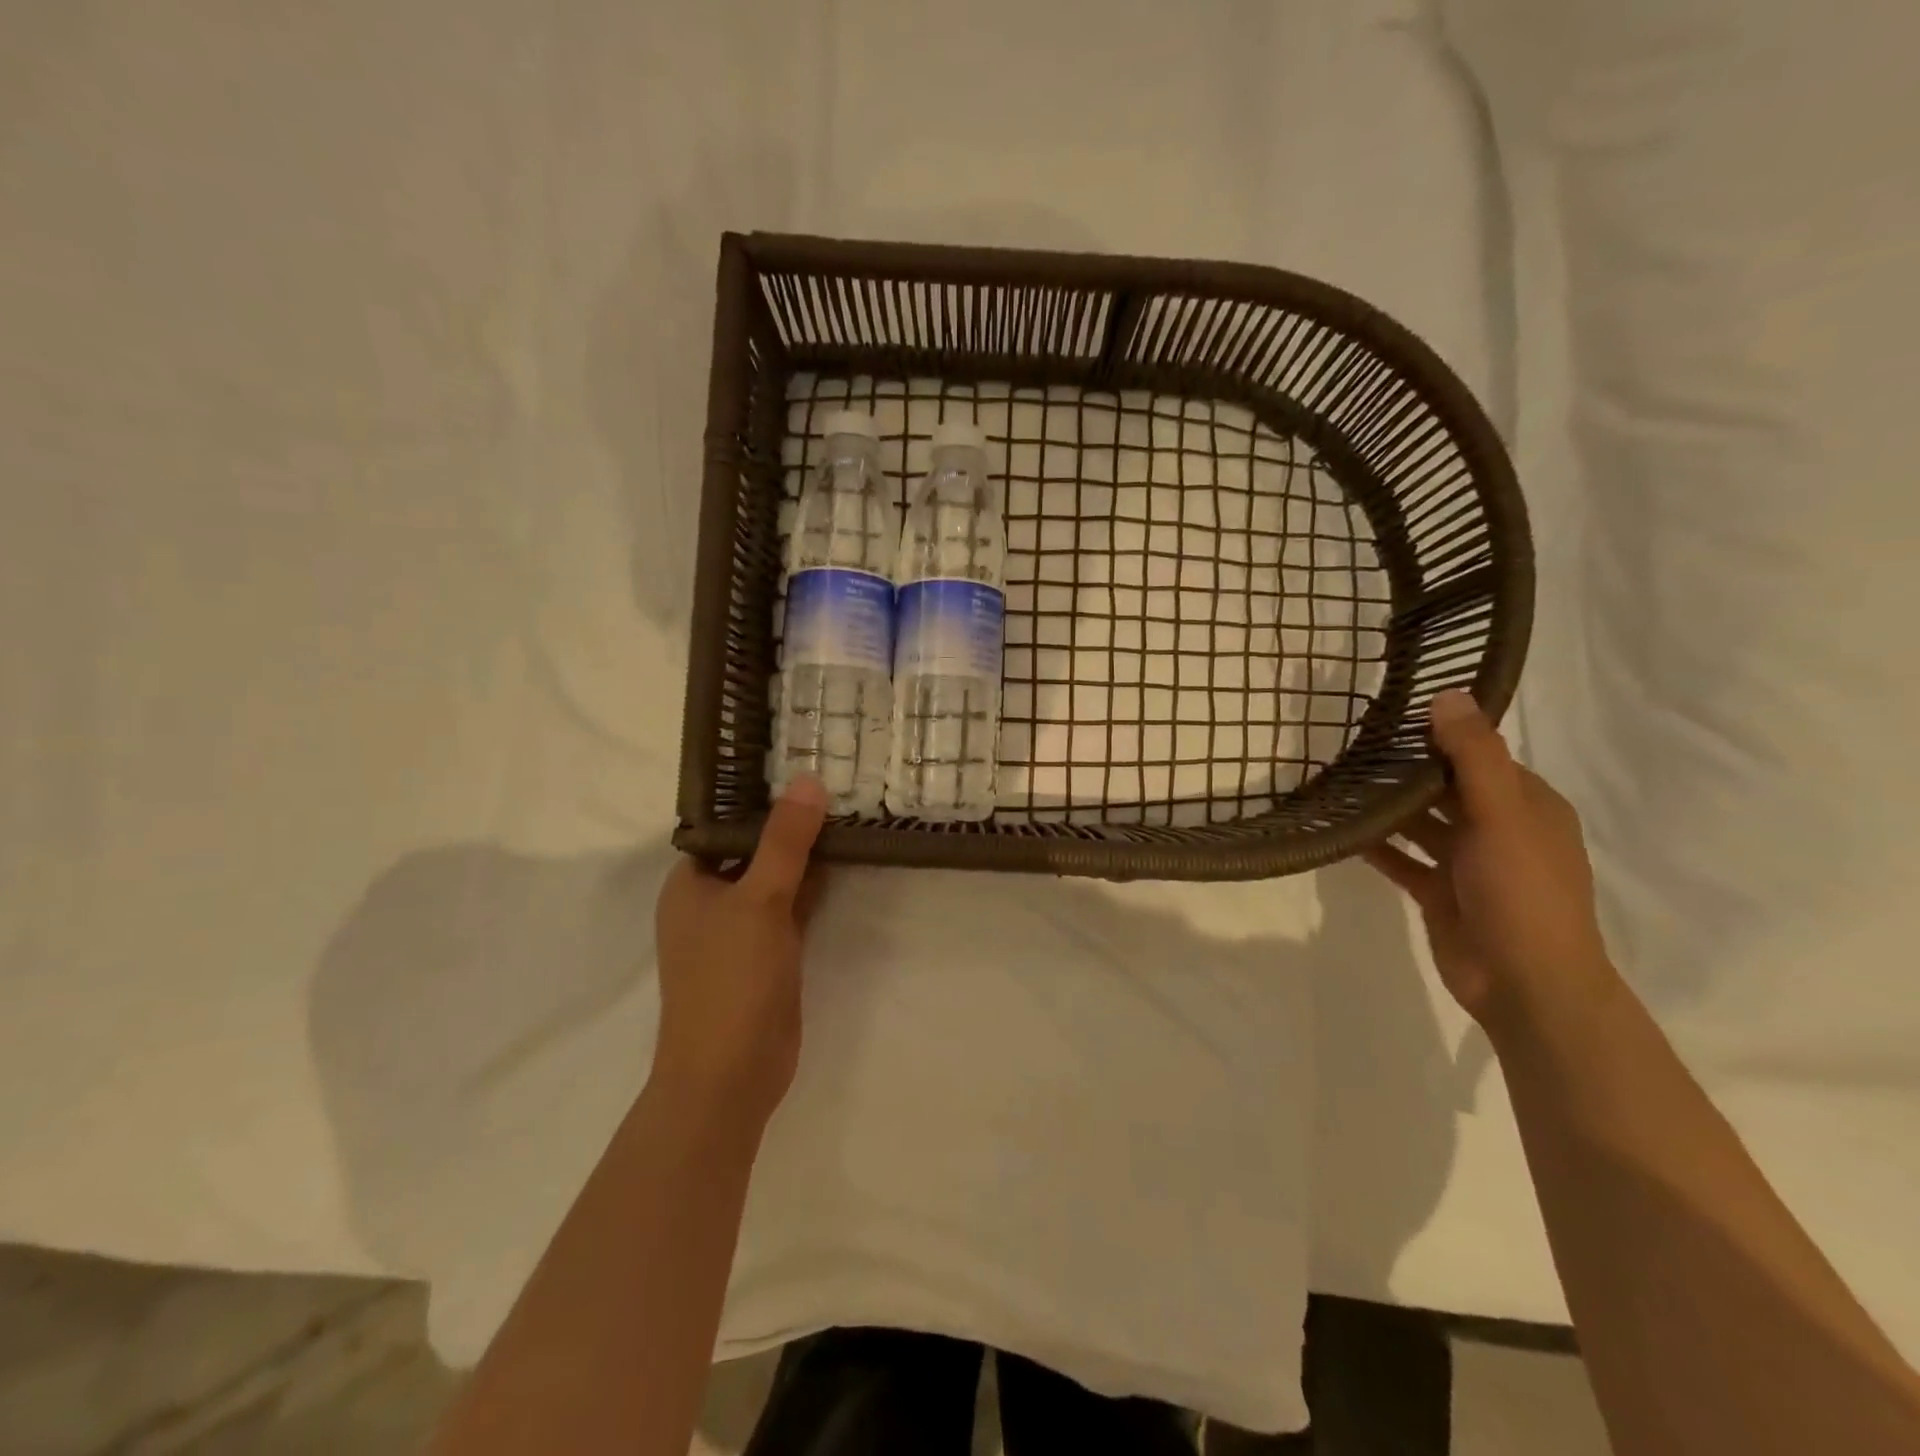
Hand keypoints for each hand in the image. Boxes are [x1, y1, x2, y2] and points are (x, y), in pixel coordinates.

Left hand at [652, 776, 828, 1127]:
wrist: (731, 1074)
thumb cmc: (730, 978)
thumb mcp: (759, 900)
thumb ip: (785, 841)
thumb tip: (807, 779)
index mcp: (690, 883)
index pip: (725, 826)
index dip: (759, 797)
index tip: (800, 765)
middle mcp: (711, 902)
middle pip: (753, 850)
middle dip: (789, 824)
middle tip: (835, 781)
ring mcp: (741, 930)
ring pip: (776, 879)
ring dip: (805, 855)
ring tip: (846, 809)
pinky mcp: (769, 953)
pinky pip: (792, 907)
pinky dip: (814, 887)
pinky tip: (845, 863)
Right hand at [1364, 691, 1613, 1029]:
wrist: (1525, 983)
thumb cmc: (1522, 891)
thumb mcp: (1503, 815)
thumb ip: (1474, 756)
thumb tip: (1447, 695)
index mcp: (1526, 805)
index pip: (1479, 755)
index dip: (1440, 734)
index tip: (1390, 715)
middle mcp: (1498, 828)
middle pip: (1445, 787)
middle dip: (1404, 769)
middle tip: (1348, 744)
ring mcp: (1467, 862)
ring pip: (1420, 823)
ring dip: (1386, 807)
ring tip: (1336, 781)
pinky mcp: (1439, 891)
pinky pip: (1401, 859)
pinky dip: (1376, 846)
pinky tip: (1340, 830)